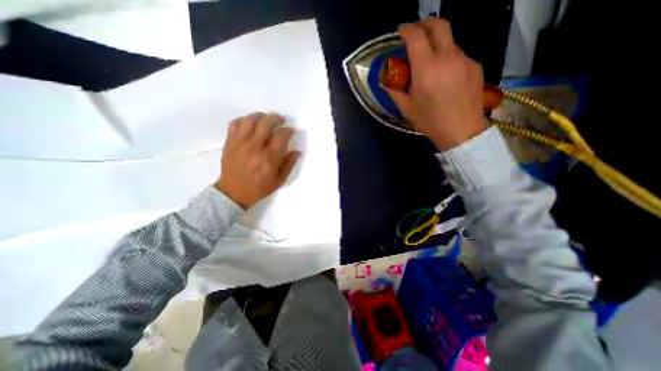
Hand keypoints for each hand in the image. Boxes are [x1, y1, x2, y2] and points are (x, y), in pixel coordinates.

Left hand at [214, 112, 300, 209]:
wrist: (233, 192)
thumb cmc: (259, 188)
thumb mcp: (279, 180)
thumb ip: (289, 164)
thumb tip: (297, 151)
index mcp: (269, 158)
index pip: (281, 136)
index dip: (288, 131)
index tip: (291, 131)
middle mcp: (255, 147)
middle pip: (266, 123)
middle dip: (277, 118)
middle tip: (281, 120)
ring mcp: (240, 143)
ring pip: (250, 119)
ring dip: (261, 116)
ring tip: (266, 119)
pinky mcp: (229, 142)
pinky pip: (235, 123)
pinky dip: (244, 120)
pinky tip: (250, 124)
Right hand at [388, 19, 483, 150]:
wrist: (461, 130)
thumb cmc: (430, 120)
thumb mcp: (407, 108)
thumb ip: (395, 91)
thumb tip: (386, 81)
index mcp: (426, 68)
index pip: (416, 37)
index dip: (406, 30)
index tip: (400, 31)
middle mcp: (447, 57)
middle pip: (439, 25)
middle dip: (424, 24)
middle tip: (415, 33)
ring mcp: (464, 60)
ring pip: (449, 42)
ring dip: (436, 45)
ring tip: (430, 64)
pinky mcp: (475, 66)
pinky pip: (459, 55)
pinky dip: (448, 59)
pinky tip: (445, 76)